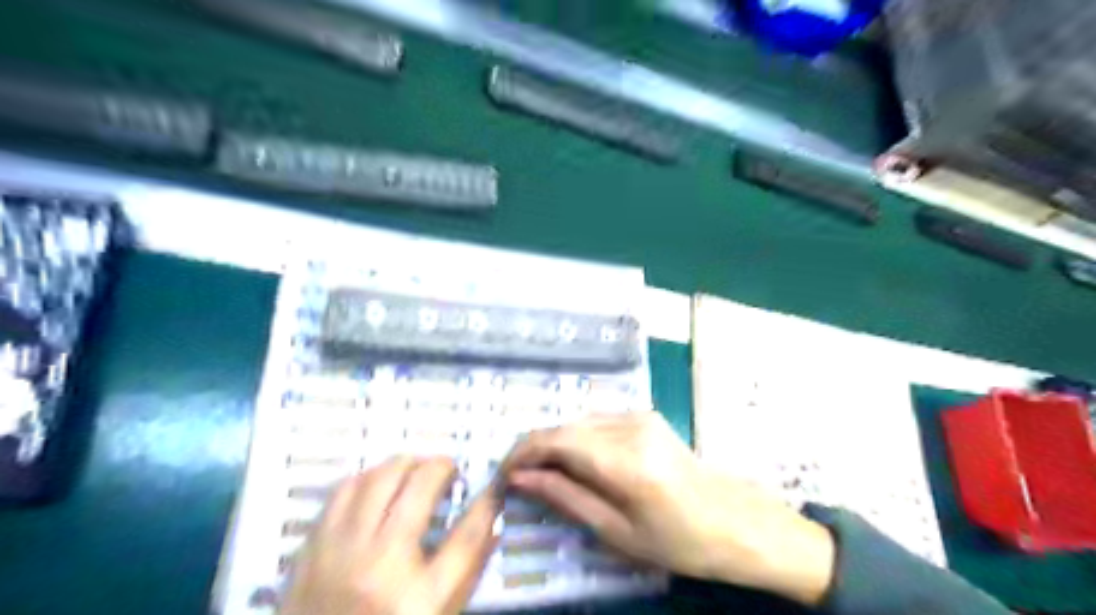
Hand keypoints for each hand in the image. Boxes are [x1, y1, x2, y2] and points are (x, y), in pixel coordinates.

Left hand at [282, 453, 503, 613]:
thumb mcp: (438, 612)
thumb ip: (467, 566)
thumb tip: (490, 517)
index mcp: (416, 596)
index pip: (466, 535)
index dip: (487, 503)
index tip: (494, 486)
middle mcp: (377, 563)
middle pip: (417, 485)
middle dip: (440, 467)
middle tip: (448, 474)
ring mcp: (337, 551)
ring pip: (377, 476)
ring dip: (403, 465)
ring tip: (414, 474)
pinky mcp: (310, 546)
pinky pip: (342, 490)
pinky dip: (367, 477)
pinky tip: (377, 486)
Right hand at [501, 410, 835, 606]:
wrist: (735, 521)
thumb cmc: (679, 540)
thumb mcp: (617, 531)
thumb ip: (566, 497)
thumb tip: (520, 477)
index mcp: (625, 460)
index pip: (556, 441)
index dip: (522, 454)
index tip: (502, 475)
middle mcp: (630, 426)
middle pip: (564, 427)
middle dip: (535, 450)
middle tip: (519, 480)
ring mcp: (640, 416)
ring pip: (579, 422)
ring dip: (556, 444)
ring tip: (543, 475)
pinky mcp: (645, 416)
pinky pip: (598, 422)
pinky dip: (578, 440)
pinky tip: (575, 463)